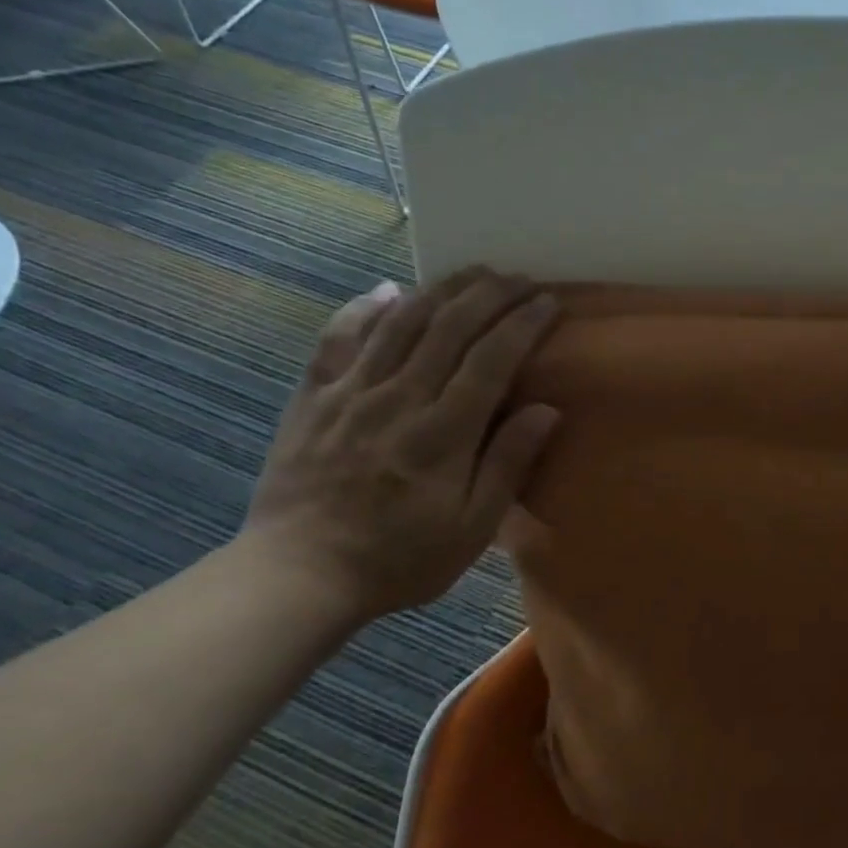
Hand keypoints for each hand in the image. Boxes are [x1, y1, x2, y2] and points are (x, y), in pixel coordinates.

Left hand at [241, 270, 560, 627]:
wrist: (299, 575)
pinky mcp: (312, 397)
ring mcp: (349, 392)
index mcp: (443, 434)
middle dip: (491, 293)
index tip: (548, 301)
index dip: (523, 323)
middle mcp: (398, 398)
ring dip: (442, 289)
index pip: (491, 359)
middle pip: (450, 327)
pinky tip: (387, 291)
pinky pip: (338, 337)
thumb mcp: (471, 528)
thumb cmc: (399, 558)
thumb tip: (546, 409)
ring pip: (401, 322)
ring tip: (473, 272)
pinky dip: (364, 308)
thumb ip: (507, 464)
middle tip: (520, 278)